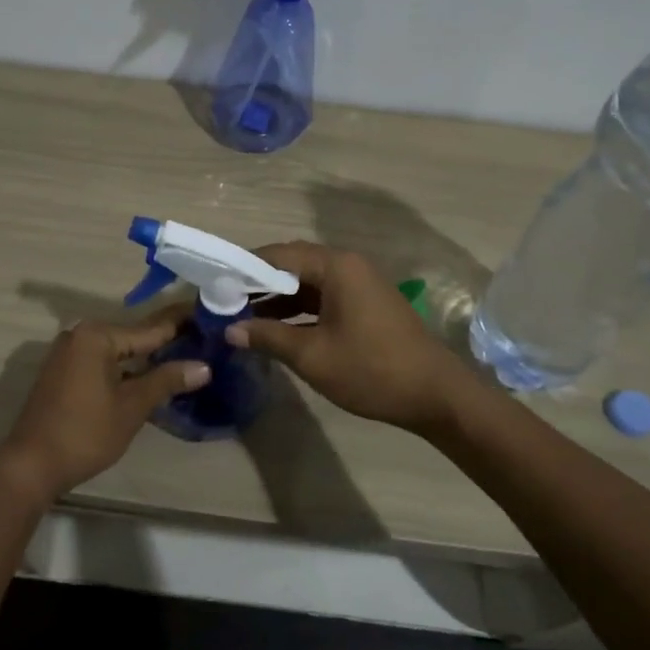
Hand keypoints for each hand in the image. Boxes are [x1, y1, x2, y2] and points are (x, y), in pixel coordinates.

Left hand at [0, 313, 208, 503]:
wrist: (31, 465)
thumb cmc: (85, 433)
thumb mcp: (131, 407)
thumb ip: (166, 381)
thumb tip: (203, 366)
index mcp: (97, 336)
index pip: (150, 328)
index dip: (181, 324)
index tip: (208, 315)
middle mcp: (80, 335)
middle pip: (133, 337)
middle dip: (165, 342)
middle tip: (202, 340)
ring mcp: (68, 354)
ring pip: (117, 352)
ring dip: (145, 358)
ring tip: (184, 357)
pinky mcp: (62, 373)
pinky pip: (102, 362)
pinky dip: (125, 369)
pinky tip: (149, 377)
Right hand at [225, 242, 469, 435]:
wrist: (435, 394)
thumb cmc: (371, 370)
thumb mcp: (312, 355)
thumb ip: (267, 337)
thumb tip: (230, 329)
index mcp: (335, 266)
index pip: (277, 255)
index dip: (243, 268)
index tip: (214, 285)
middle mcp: (347, 265)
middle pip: (291, 265)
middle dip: (257, 284)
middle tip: (224, 302)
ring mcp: (358, 284)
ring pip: (306, 283)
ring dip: (276, 299)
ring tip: (242, 318)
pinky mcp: (364, 304)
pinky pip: (322, 297)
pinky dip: (297, 310)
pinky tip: (275, 330)